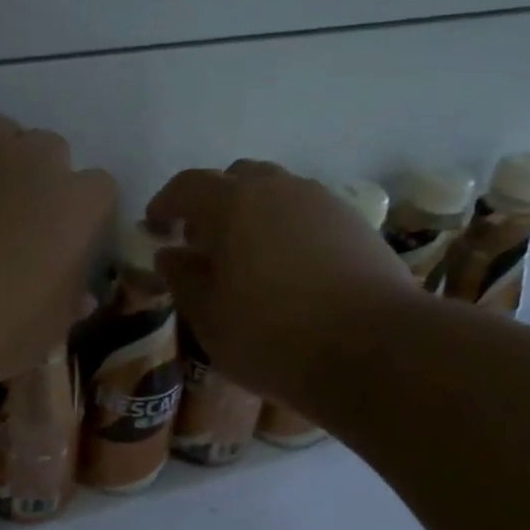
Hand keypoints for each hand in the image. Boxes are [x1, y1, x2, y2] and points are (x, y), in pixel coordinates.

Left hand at [0, 112, 116, 389]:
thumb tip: (82, 294)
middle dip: (37, 179)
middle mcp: (37, 161)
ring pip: (1, 133)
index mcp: (75, 210)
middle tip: (9, 221)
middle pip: (51, 152)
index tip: (59, 239)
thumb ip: (66, 307)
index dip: (79, 214)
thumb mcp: (38, 339)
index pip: (99, 190)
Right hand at [146, 160, 416, 408]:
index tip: (154, 228)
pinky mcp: (357, 225)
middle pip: (236, 178)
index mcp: (232, 204)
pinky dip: (287, 230)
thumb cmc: (273, 336)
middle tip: (202, 242)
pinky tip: (289, 270)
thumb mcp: (209, 317)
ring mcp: (323, 204)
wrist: (375, 350)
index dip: (166, 204)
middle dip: (212, 203)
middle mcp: (278, 189)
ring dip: (253, 214)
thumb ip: (183, 279)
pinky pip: (308, 215)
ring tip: (247, 257)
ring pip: (277, 193)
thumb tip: (170, 254)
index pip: (187, 186)